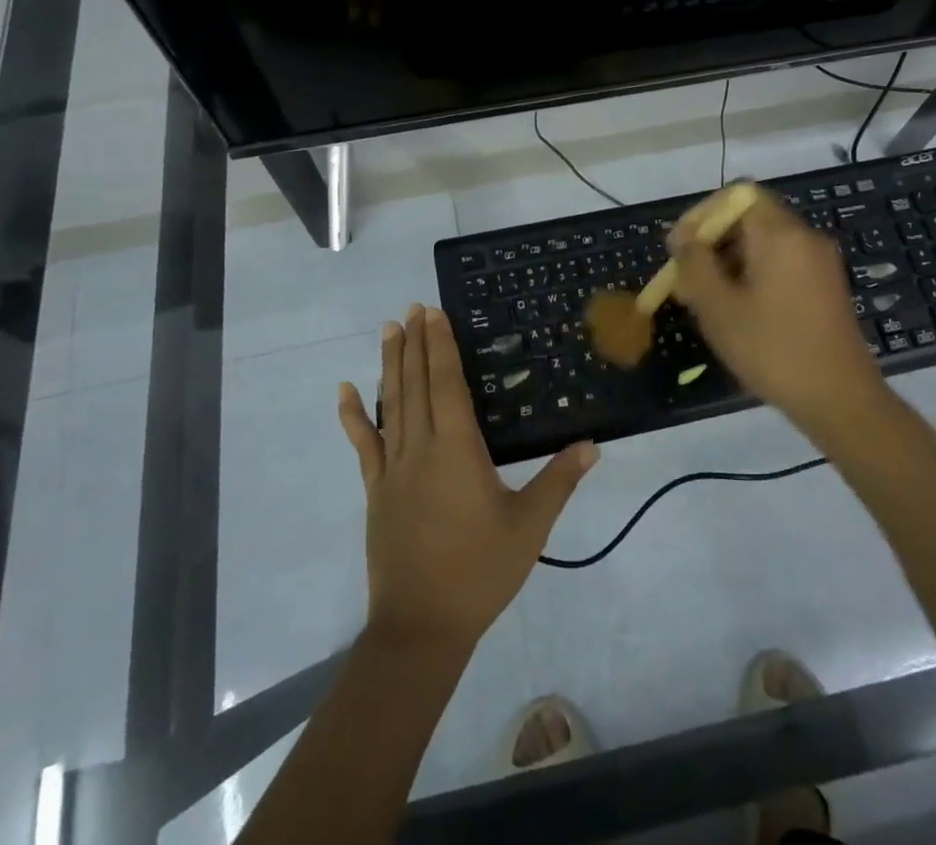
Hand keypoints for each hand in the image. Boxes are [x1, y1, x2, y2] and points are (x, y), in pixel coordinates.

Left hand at [337, 305, 598, 654]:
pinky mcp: (376, 490)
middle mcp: (421, 447)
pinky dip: (353, 417)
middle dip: (415, 343)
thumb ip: (559, 481)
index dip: (440, 345)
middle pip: (417, 384)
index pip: (447, 383)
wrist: (420, 627)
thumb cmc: (479, 572)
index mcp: (457, 449)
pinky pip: (363, 445)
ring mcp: (393, 468)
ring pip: (391, 404)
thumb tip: (592, 444)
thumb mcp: (530, 527)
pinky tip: (343, 392)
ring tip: (388, 330)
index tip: (433, 313)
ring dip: (390, 365)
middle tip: (411, 308)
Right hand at [668, 189, 882, 430]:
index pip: (737, 194)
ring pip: (765, 241)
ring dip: (730, 258)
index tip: (680, 246)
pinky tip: (738, 308)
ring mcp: (820, 262)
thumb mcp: (719, 308)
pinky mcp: (826, 285)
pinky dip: (754, 272)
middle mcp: (805, 237)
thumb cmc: (773, 349)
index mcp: (781, 234)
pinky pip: (783, 262)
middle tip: (686, 275)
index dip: (703, 213)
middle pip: (750, 216)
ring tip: (705, 297)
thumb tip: (684, 239)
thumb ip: (695, 264)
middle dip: (713, 239)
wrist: (840, 399)